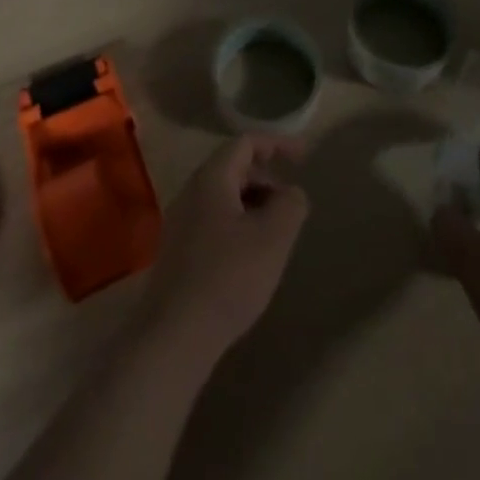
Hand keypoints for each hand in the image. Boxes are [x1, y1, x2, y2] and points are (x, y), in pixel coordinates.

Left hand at [139, 136, 309, 368]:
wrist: (174, 336)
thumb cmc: (229, 277)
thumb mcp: (274, 238)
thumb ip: (290, 205)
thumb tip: (292, 192)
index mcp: (211, 178)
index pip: (245, 143)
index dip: (277, 144)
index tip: (304, 157)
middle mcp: (191, 192)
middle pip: (233, 168)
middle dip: (267, 179)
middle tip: (291, 204)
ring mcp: (180, 222)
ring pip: (223, 197)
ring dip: (254, 204)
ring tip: (276, 233)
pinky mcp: (177, 252)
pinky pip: (213, 221)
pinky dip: (238, 225)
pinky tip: (251, 258)